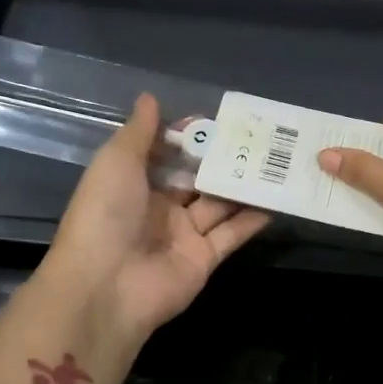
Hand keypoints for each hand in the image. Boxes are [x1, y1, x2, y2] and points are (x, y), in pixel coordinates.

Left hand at [41, 93, 271, 342]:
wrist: (107, 286)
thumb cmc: (106, 214)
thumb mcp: (116, 161)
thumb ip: (139, 131)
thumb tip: (150, 97)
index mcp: (133, 182)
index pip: (166, 153)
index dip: (189, 136)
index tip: (220, 120)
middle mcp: (159, 207)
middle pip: (196, 177)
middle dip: (222, 159)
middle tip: (259, 137)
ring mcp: (183, 234)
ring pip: (219, 203)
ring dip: (243, 185)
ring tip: (276, 161)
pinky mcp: (204, 258)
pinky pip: (232, 233)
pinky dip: (253, 218)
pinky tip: (277, 198)